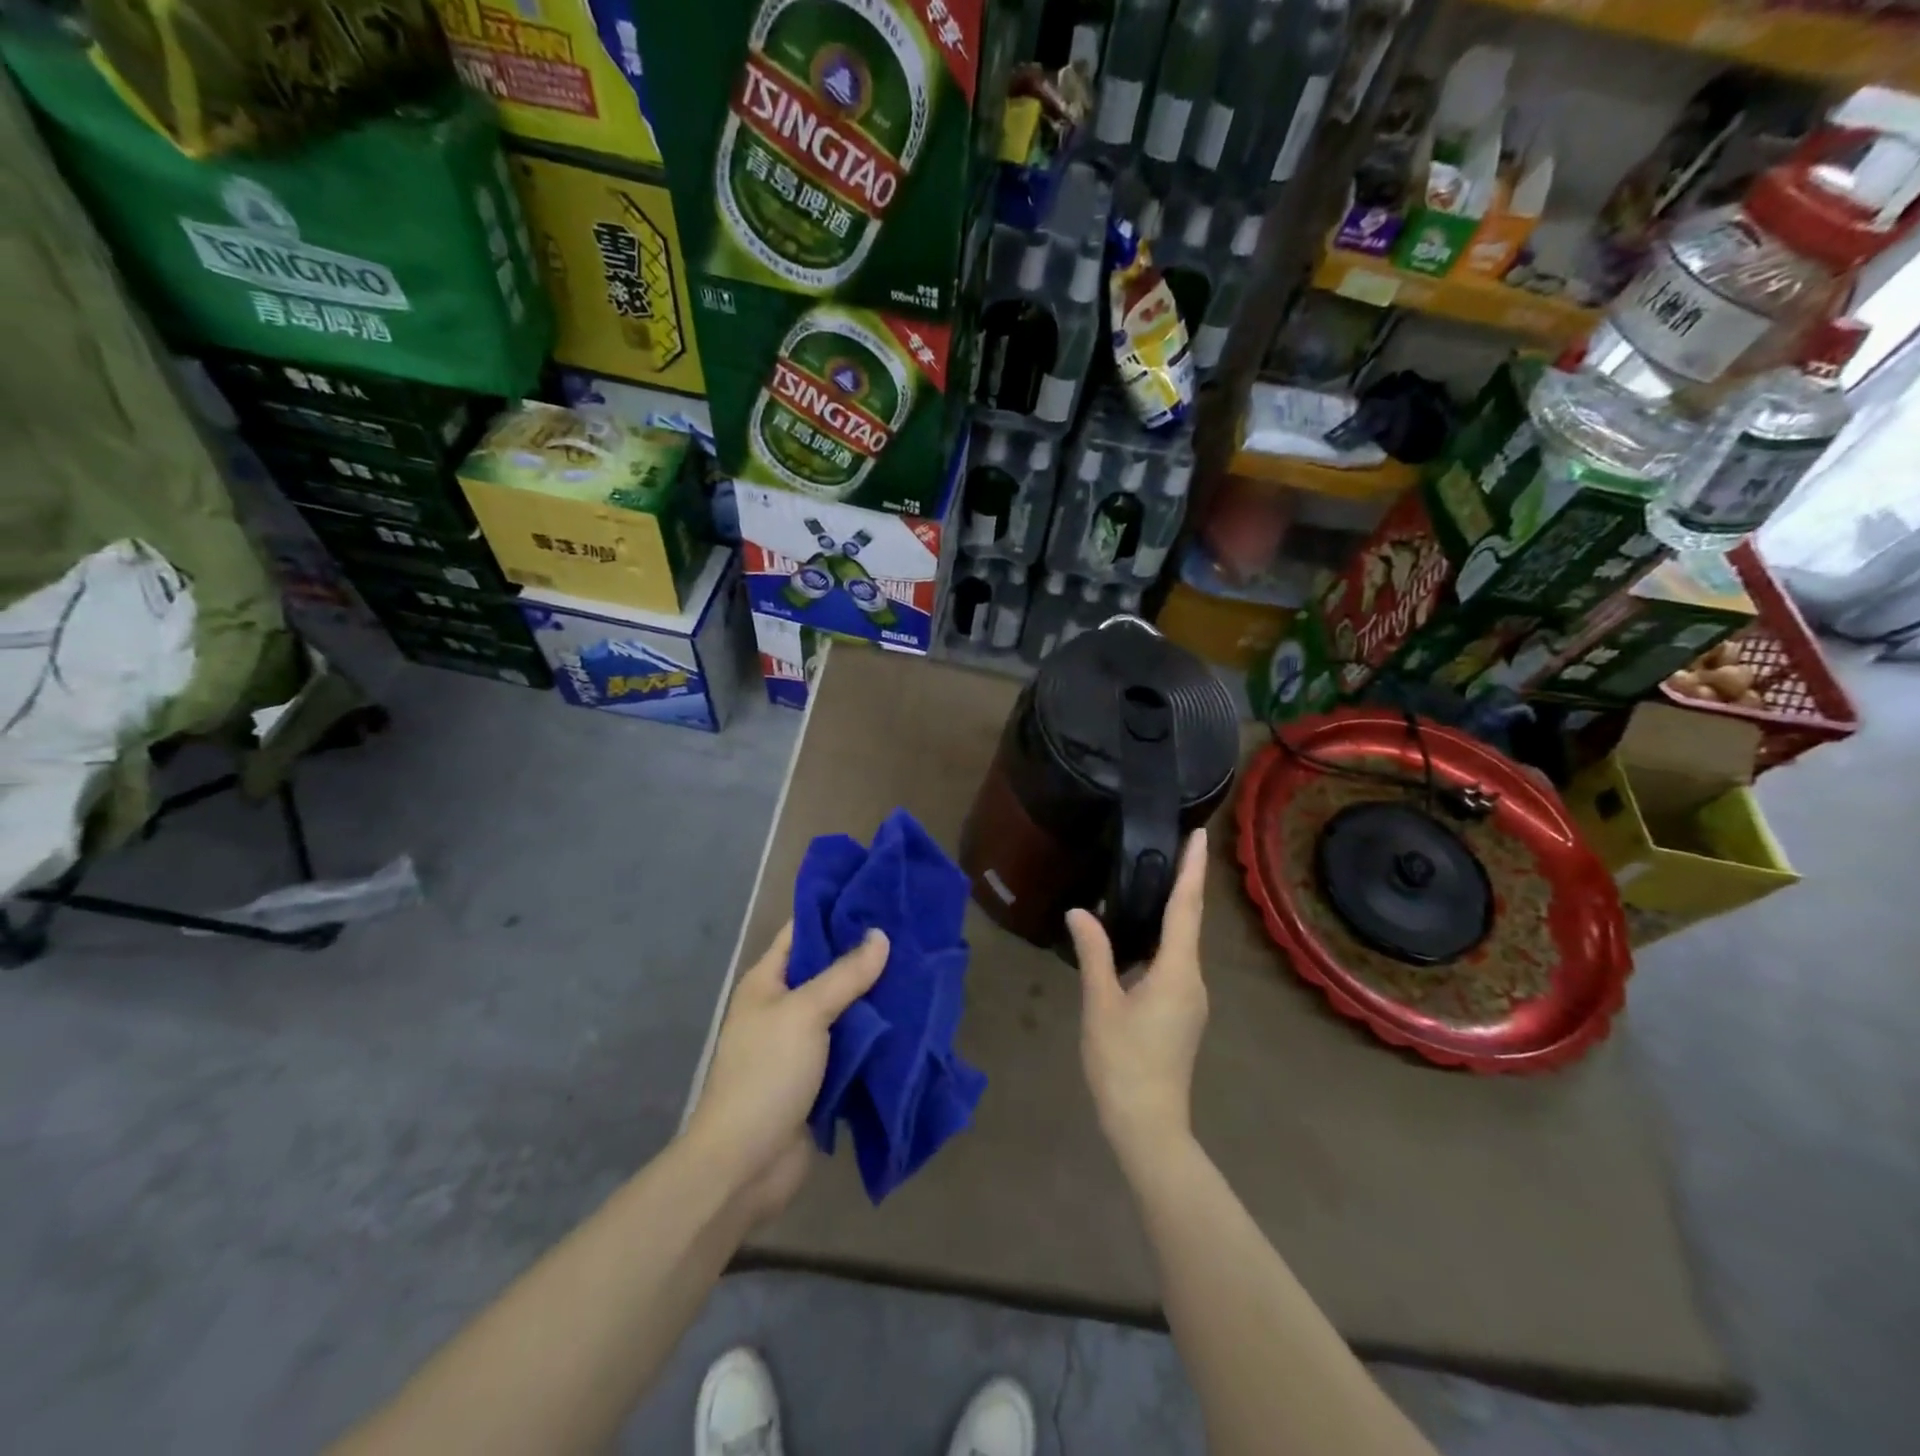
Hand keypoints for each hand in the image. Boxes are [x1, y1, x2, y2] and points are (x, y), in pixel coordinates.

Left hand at [684, 922, 888, 1225]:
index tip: (878, 896)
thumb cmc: (767, 1074)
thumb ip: (845, 974)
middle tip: (910, 933)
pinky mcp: (819, 1078)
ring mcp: (801, 1044)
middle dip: (865, 955)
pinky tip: (910, 1019)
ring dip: (875, 997)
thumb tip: (880, 935)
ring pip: (844, 1009)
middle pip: (827, 970)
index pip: (801, 931)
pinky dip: (876, 1035)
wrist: (745, 1164)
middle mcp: (782, 1007)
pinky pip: (852, 1045)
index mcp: (766, 982)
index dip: (835, 912)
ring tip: (918, 970)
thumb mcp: (805, 1013)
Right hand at [1068, 829, 1209, 1174]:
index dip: (1193, 869)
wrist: (1148, 1125)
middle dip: (1185, 882)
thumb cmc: (1123, 1063)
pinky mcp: (1181, 1012)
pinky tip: (1139, 934)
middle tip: (1174, 845)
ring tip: (1153, 878)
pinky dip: (1162, 938)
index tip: (1201, 834)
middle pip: (1189, 921)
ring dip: (1172, 910)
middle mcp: (1193, 979)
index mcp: (1178, 972)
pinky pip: (1174, 962)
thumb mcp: (1101, 1004)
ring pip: (1182, 944)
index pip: (1187, 908)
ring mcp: (1190, 999)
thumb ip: (1094, 953)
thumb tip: (1080, 911)